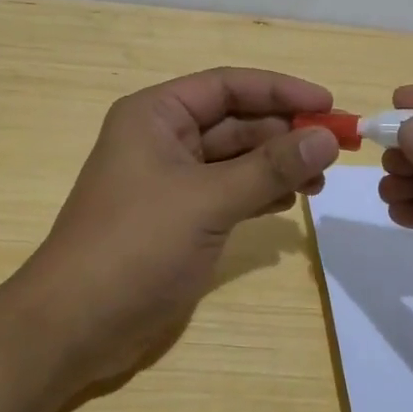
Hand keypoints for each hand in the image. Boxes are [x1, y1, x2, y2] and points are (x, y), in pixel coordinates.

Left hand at [17, 68, 340, 386]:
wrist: (76, 326)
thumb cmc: (135, 246)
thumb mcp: (207, 201)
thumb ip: (270, 169)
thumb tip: (327, 139)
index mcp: (157, 116)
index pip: (228, 85)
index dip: (280, 90)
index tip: (329, 103)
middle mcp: (163, 139)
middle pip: (236, 121)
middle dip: (285, 132)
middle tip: (336, 148)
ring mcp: (171, 181)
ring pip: (236, 159)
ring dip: (277, 165)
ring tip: (320, 181)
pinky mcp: (179, 218)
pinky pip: (229, 192)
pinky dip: (260, 194)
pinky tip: (290, 203)